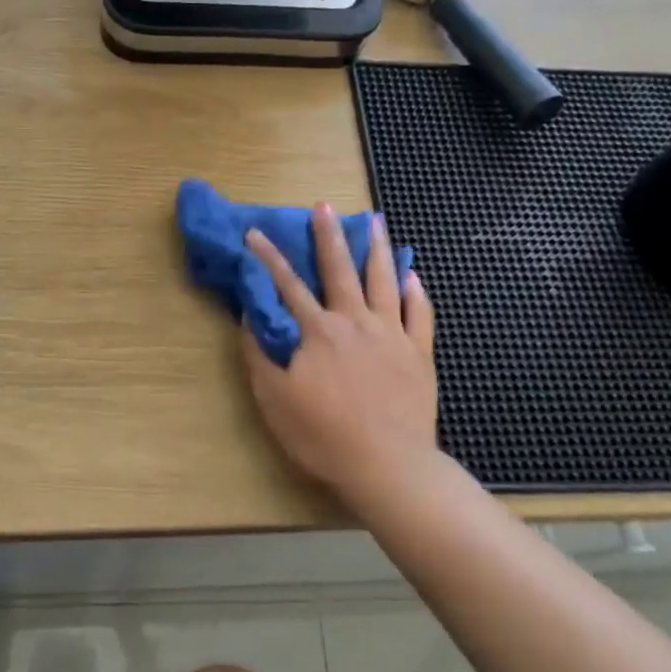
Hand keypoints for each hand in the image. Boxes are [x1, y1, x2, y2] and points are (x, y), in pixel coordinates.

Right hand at [239, 206, 436, 500]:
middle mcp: (354, 322)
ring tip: (376, 221)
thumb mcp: (274, 398)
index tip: (255, 232)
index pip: (287, 285)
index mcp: (317, 331)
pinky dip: (416, 292)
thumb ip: (260, 354)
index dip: (268, 257)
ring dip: (378, 249)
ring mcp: (391, 335)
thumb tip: (250, 318)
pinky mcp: (418, 354)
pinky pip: (420, 314)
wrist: (387, 465)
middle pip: (339, 270)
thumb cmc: (322, 434)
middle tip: (324, 206)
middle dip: (328, 235)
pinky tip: (413, 275)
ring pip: (384, 281)